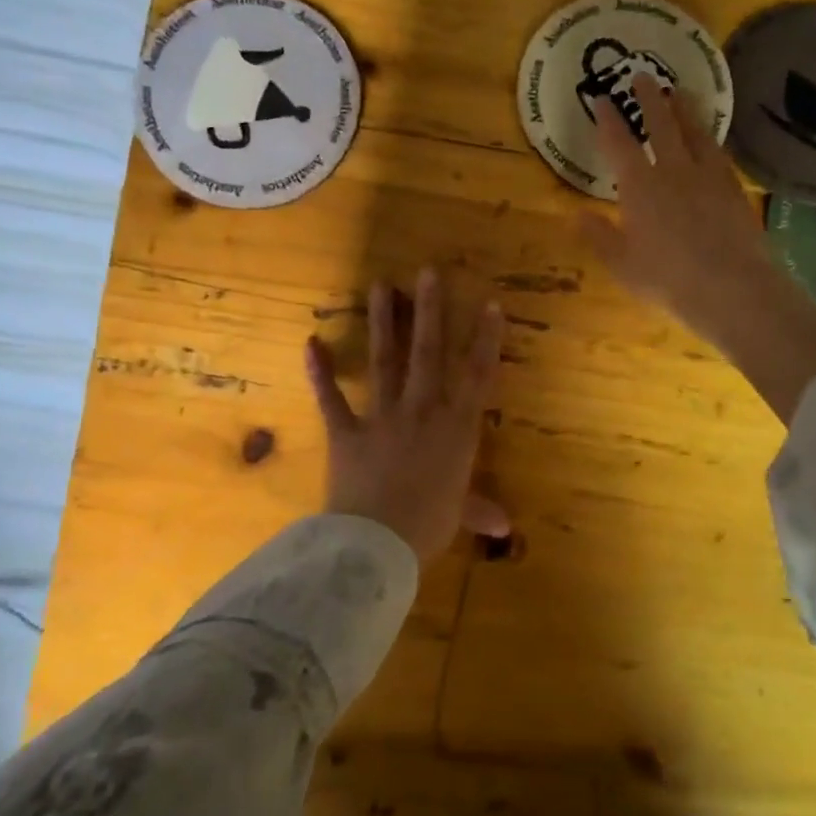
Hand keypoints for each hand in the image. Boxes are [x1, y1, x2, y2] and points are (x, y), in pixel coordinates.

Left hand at [305, 270, 509, 558]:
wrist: (376, 544)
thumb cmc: (428, 526)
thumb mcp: (458, 515)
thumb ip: (479, 510)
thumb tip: (505, 527)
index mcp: (456, 429)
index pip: (477, 375)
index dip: (486, 339)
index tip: (489, 304)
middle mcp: (422, 412)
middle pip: (428, 353)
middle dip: (430, 311)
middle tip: (427, 272)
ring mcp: (381, 418)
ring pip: (384, 362)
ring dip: (382, 323)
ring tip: (379, 286)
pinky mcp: (346, 432)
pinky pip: (331, 399)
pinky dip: (320, 372)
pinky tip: (310, 342)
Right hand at [579, 75, 815, 421]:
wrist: (730, 287)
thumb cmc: (667, 279)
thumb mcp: (621, 263)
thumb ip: (598, 236)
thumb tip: (574, 214)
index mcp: (639, 186)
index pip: (619, 143)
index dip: (608, 119)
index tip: (602, 98)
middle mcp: (673, 170)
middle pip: (660, 125)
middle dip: (648, 99)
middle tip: (643, 76)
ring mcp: (707, 176)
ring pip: (694, 132)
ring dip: (684, 109)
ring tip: (680, 92)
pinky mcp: (733, 188)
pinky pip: (718, 153)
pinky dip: (710, 139)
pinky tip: (711, 139)